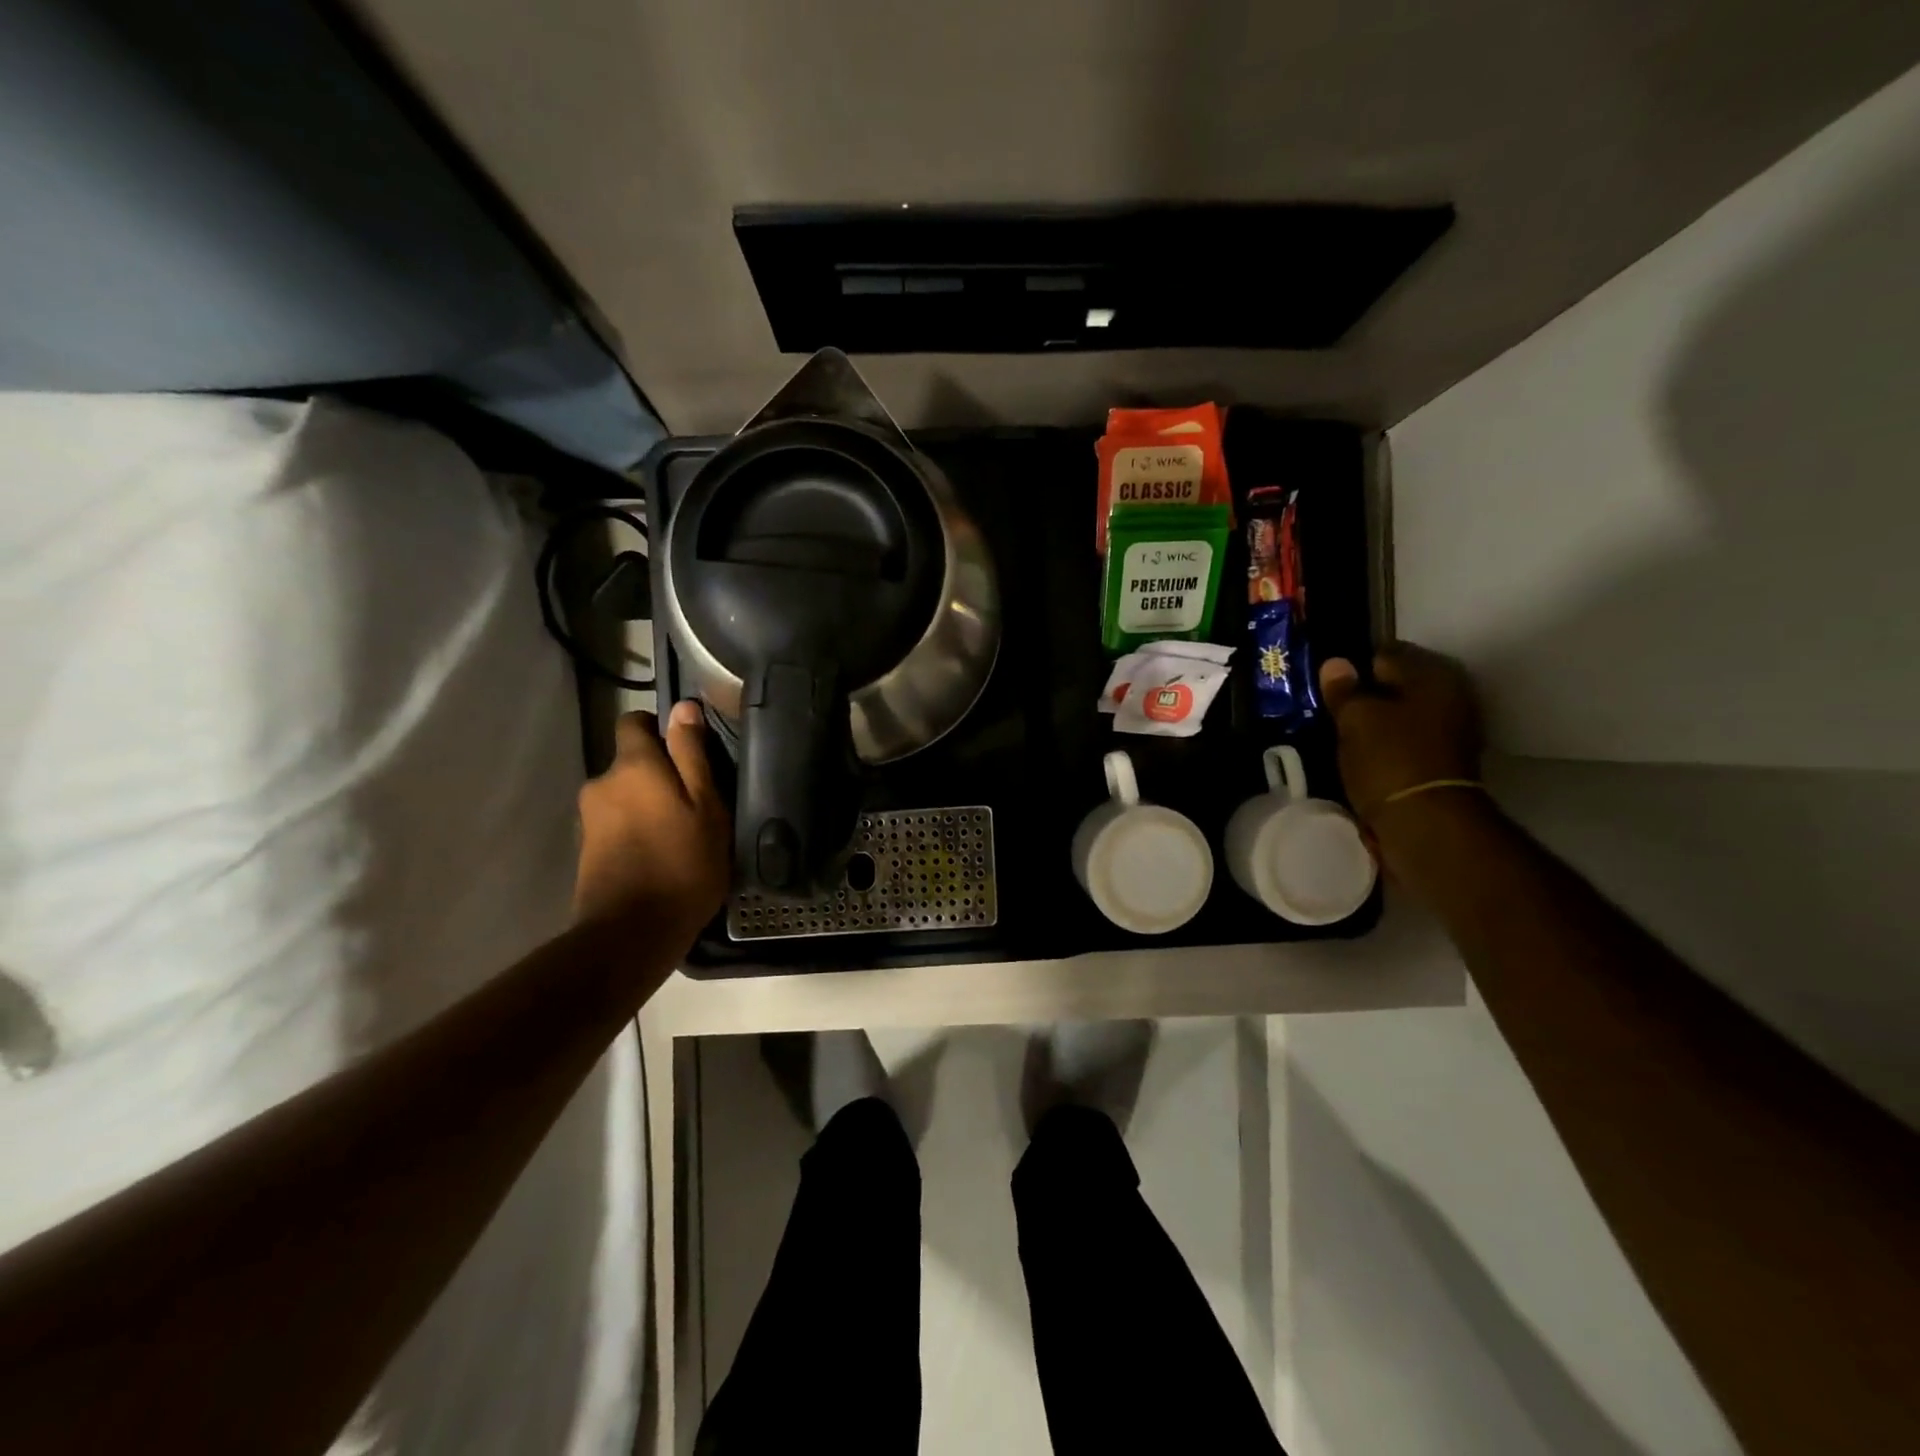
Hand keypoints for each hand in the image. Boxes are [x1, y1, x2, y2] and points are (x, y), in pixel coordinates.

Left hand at [575, 701, 730, 940]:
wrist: (632, 933)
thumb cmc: (684, 864)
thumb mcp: (707, 806)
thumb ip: (692, 755)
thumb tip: (683, 708)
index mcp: (633, 766)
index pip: (634, 722)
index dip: (660, 730)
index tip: (688, 754)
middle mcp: (603, 783)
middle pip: (631, 763)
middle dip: (659, 775)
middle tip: (696, 804)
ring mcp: (589, 818)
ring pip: (625, 795)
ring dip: (648, 805)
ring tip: (681, 835)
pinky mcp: (586, 849)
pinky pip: (616, 823)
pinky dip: (636, 830)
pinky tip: (660, 855)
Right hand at [1319, 644, 1483, 830]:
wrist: (1425, 824)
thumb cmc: (1389, 759)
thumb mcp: (1355, 719)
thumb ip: (1344, 690)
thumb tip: (1336, 663)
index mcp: (1434, 675)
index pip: (1387, 653)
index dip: (1355, 664)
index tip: (1328, 680)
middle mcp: (1451, 697)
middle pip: (1397, 685)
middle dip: (1366, 693)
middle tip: (1331, 707)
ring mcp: (1451, 732)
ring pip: (1401, 714)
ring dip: (1375, 721)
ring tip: (1340, 731)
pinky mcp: (1441, 763)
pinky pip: (1404, 741)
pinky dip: (1384, 744)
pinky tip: (1360, 753)